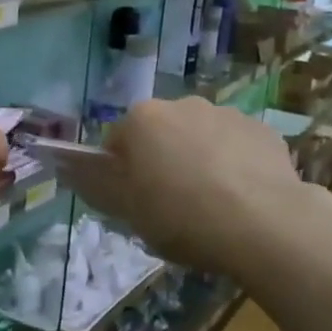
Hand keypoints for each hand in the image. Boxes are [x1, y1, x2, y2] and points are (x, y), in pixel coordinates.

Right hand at [62, 97, 328, 273]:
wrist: (266, 225)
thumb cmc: (182, 217)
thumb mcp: (128, 211)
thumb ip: (94, 185)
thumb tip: (65, 167)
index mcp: (143, 119)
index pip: (118, 142)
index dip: (123, 174)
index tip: (137, 203)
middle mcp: (182, 105)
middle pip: (161, 135)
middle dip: (162, 162)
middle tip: (173, 207)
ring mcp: (227, 114)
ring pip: (201, 138)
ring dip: (199, 161)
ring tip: (213, 207)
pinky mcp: (264, 131)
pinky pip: (237, 147)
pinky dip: (235, 166)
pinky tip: (243, 201)